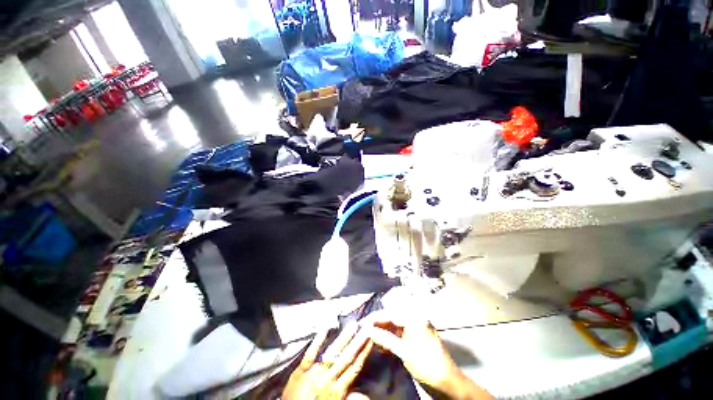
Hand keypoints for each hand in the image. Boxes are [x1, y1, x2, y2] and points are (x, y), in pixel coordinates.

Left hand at [283, 323, 373, 399]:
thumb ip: (349, 397)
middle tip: (366, 327)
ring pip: (333, 353)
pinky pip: (310, 354)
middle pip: (346, 358)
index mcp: (338, 390)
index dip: (364, 353)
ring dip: (344, 339)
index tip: (371, 338)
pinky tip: (324, 329)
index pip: (355, 367)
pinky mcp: (301, 371)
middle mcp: (329, 379)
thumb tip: (365, 394)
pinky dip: (317, 342)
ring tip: (353, 325)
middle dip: (358, 342)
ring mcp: (315, 373)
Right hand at [361, 311, 491, 399]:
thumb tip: (367, 329)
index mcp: (414, 317)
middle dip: (377, 324)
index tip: (361, 323)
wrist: (447, 382)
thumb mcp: (404, 352)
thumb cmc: (426, 364)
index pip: (389, 314)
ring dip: (382, 331)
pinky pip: (399, 333)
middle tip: (362, 329)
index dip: (374, 318)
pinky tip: (380, 342)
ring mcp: (415, 327)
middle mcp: (414, 318)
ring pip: (394, 326)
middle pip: (391, 318)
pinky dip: (389, 337)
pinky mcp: (415, 336)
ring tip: (368, 336)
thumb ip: (385, 338)